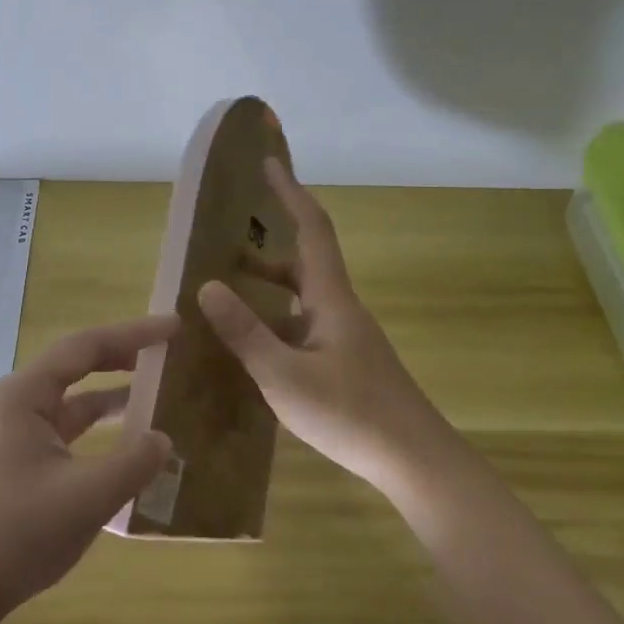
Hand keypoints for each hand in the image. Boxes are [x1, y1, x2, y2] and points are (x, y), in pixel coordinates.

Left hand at [0, 316, 175, 620]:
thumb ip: (132, 463)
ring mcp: (18, 431)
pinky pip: (70, 428)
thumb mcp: (86, 497)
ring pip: (75, 398)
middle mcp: (19, 402)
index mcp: (26, 395)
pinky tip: (129, 439)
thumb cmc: (18, 533)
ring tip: (156, 390)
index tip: (173, 327)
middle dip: (123, 355)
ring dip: (113, 392)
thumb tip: (164, 440)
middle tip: (166, 350)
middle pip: (78, 364)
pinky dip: (100, 425)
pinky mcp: (23, 459)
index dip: (133, 334)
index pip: (86, 347)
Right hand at [198, 160, 456, 498]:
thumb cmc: (351, 415)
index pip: (311, 228)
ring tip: (230, 286)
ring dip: (272, 282)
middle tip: (230, 235)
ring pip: (304, 294)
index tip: (270, 162)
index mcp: (331, 298)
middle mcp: (340, 308)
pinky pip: (306, 323)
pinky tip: (256, 344)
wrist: (416, 461)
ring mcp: (346, 336)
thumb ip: (245, 332)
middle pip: (305, 258)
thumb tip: (207, 286)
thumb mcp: (285, 376)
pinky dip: (278, 318)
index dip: (291, 192)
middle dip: (271, 240)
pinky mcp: (347, 361)